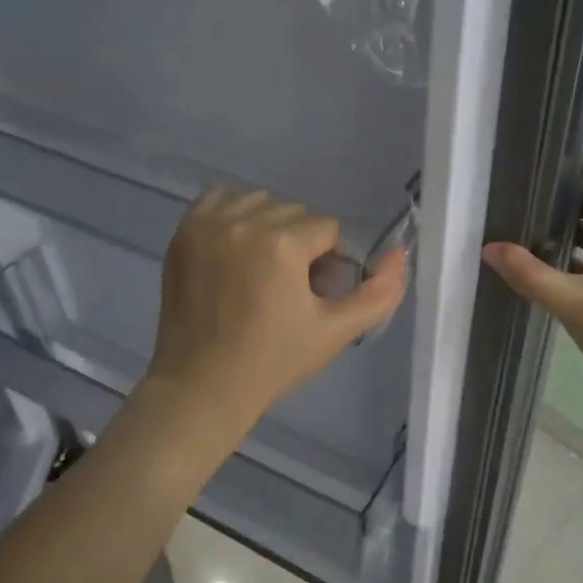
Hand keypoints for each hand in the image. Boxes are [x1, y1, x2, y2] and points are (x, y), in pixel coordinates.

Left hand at [145, 189, 408, 433]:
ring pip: (259, 202)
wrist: (203, 383)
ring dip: (268, 226)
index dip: (326, 263)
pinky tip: (234, 248)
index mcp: (282, 243)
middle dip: (300, 244)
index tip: (311, 295)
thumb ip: (379, 292)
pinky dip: (233, 214)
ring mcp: (208, 224)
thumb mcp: (336, 331)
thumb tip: (399, 252)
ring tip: (260, 269)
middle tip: (287, 288)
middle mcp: (244, 222)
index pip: (326, 229)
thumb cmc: (273, 360)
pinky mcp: (183, 232)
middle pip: (294, 213)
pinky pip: (219, 199)